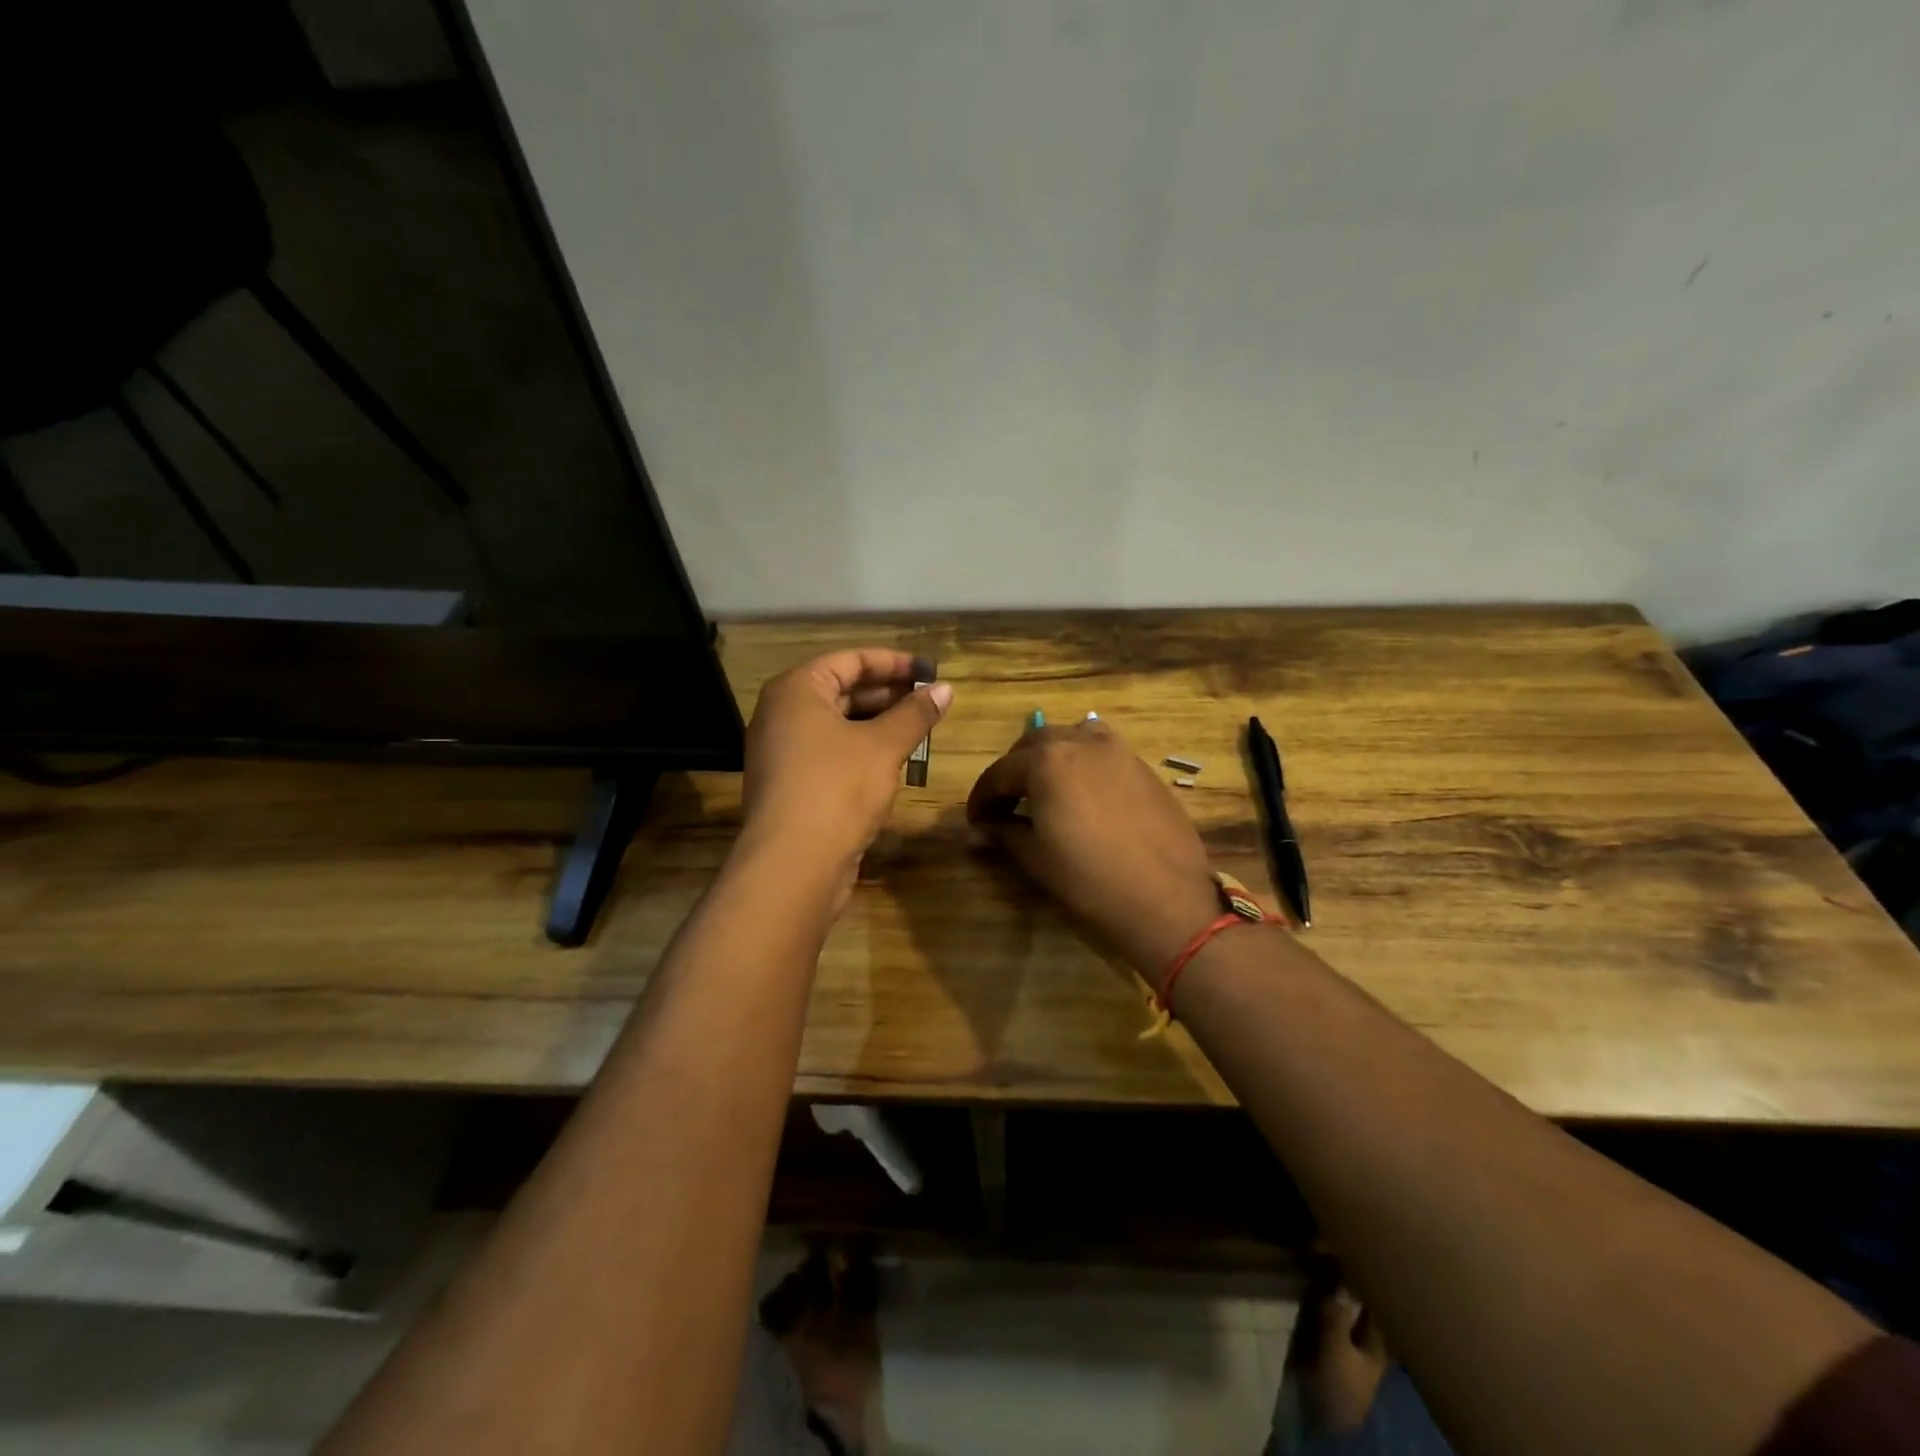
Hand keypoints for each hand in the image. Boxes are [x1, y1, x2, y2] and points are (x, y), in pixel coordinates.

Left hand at [741, 647, 952, 883]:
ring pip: (838, 725)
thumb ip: (915, 714)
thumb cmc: (837, 789)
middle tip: (929, 702)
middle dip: (888, 695)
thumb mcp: (883, 746)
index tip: (930, 672)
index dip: (893, 663)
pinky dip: (861, 750)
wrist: (793, 865)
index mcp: (796, 691)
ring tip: (918, 730)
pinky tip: (894, 763)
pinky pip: (830, 753)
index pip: (849, 660)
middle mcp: (782, 715)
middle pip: (842, 690)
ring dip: (878, 725)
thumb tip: (945, 689)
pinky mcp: (791, 785)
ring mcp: (782, 752)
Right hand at [965, 720, 1221, 988]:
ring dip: (1052, 757)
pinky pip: (1103, 752)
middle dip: (1015, 770)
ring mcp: (1118, 752)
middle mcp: (1081, 743)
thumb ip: (1004, 834)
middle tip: (1007, 803)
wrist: (1165, 900)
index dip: (982, 798)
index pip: (1000, 773)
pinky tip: (1085, 795)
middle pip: (1035, 744)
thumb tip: (978, 831)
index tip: (976, 821)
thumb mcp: (1036, 858)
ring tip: (1047, 790)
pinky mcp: (1144, 768)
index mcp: (1046, 761)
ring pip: (1073, 738)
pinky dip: (1084, 763)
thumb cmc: (1089, 880)